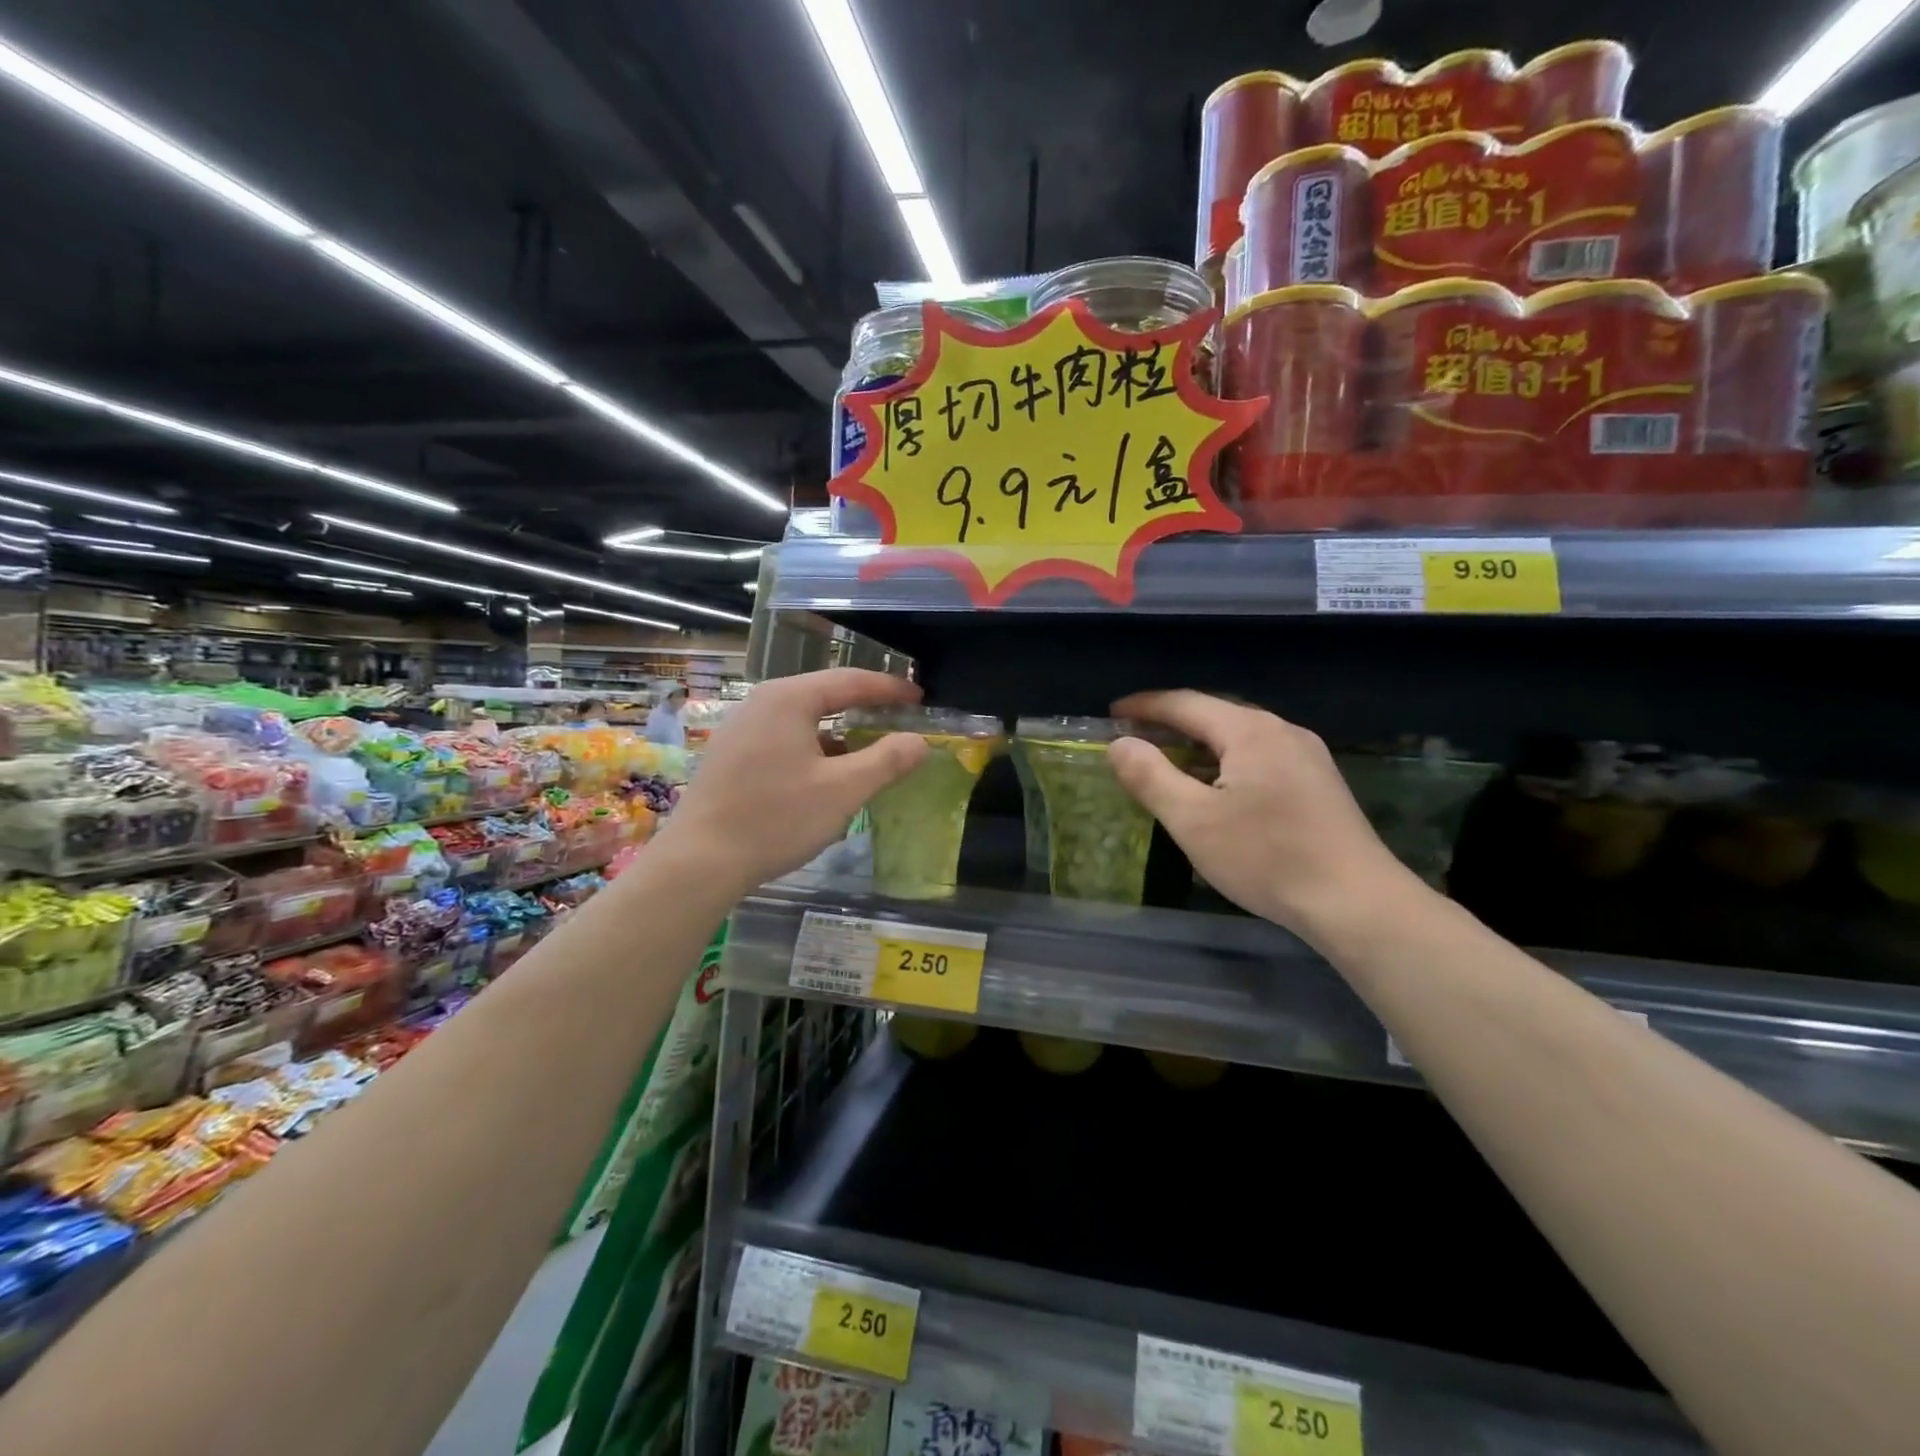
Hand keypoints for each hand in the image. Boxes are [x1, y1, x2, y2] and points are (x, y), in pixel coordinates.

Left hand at [655, 669, 928, 898]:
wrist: (699, 862)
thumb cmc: (776, 819)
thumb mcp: (842, 791)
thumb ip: (887, 761)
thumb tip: (919, 741)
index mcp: (789, 699)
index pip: (850, 681)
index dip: (889, 689)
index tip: (919, 698)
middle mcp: (762, 703)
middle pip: (825, 695)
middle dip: (865, 708)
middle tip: (898, 719)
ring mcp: (741, 728)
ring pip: (804, 720)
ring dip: (839, 732)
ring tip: (869, 751)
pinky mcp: (731, 754)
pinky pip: (784, 738)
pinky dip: (814, 748)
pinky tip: (827, 776)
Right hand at [1106, 690, 1419, 940]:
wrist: (1357, 903)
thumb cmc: (1266, 857)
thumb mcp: (1193, 819)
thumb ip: (1150, 776)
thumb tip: (1119, 744)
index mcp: (1250, 730)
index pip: (1185, 703)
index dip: (1144, 706)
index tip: (1112, 714)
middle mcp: (1282, 731)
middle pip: (1215, 715)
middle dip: (1171, 723)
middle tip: (1136, 738)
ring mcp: (1307, 756)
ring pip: (1239, 738)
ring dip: (1199, 745)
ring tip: (1169, 763)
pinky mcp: (1319, 783)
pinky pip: (1260, 757)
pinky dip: (1226, 762)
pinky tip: (1218, 789)